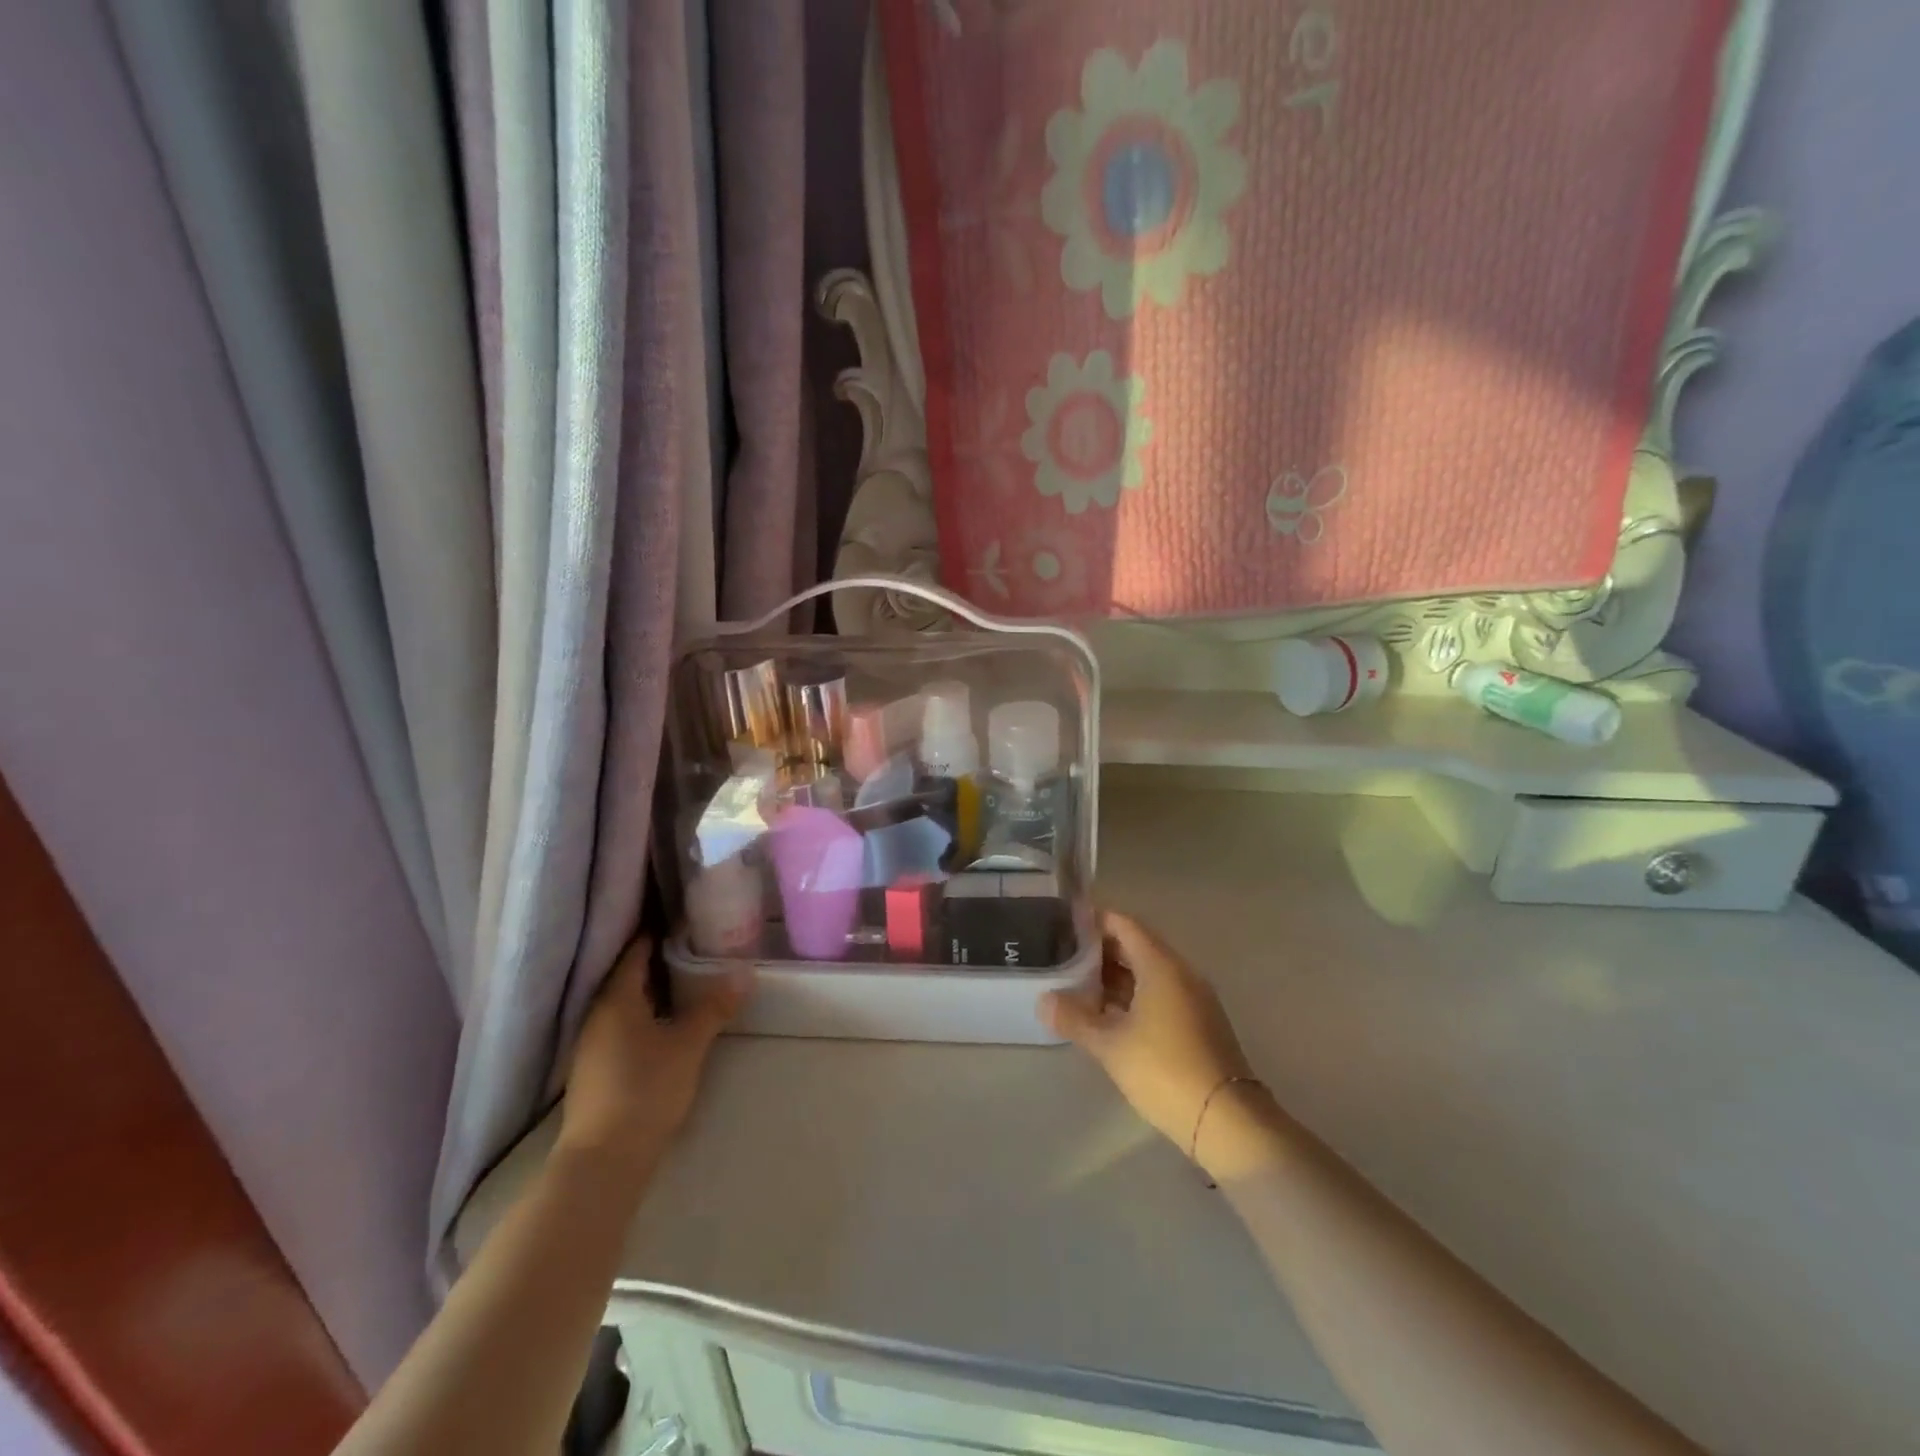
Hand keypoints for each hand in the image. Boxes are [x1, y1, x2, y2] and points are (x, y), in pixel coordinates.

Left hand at [557, 939, 748, 1179]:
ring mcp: (591, 1045)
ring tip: (684, 982)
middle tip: (693, 947)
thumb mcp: (688, 1045)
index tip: (683, 921)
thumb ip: (714, 1007)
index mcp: (615, 1000)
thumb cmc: (646, 1089)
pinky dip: (642, 1015)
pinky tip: (664, 1023)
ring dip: (650, 991)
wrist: (604, 1160)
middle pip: (627, 977)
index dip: (656, 933)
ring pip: (623, 1004)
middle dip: (657, 961)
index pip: (634, 952)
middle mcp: (596, 1015)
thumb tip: (744, 972)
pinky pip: (620, 1026)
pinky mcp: (594, 1070)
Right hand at [1040, 911, 1256, 1156]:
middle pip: (1136, 946)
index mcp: (1161, 965)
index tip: (1064, 924)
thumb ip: (1074, 1018)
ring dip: (1116, 976)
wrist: (1227, 1122)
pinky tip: (1108, 1015)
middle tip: (1064, 956)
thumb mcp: (1110, 1045)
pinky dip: (1133, 996)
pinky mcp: (1198, 1023)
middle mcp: (1181, 972)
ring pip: (1148, 972)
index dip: (1094, 920)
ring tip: (1078, 985)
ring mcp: (1193, 999)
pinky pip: (1160, 994)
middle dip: (1101, 950)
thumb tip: (1043, 1000)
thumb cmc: (1164, 1070)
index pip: (1124, 924)